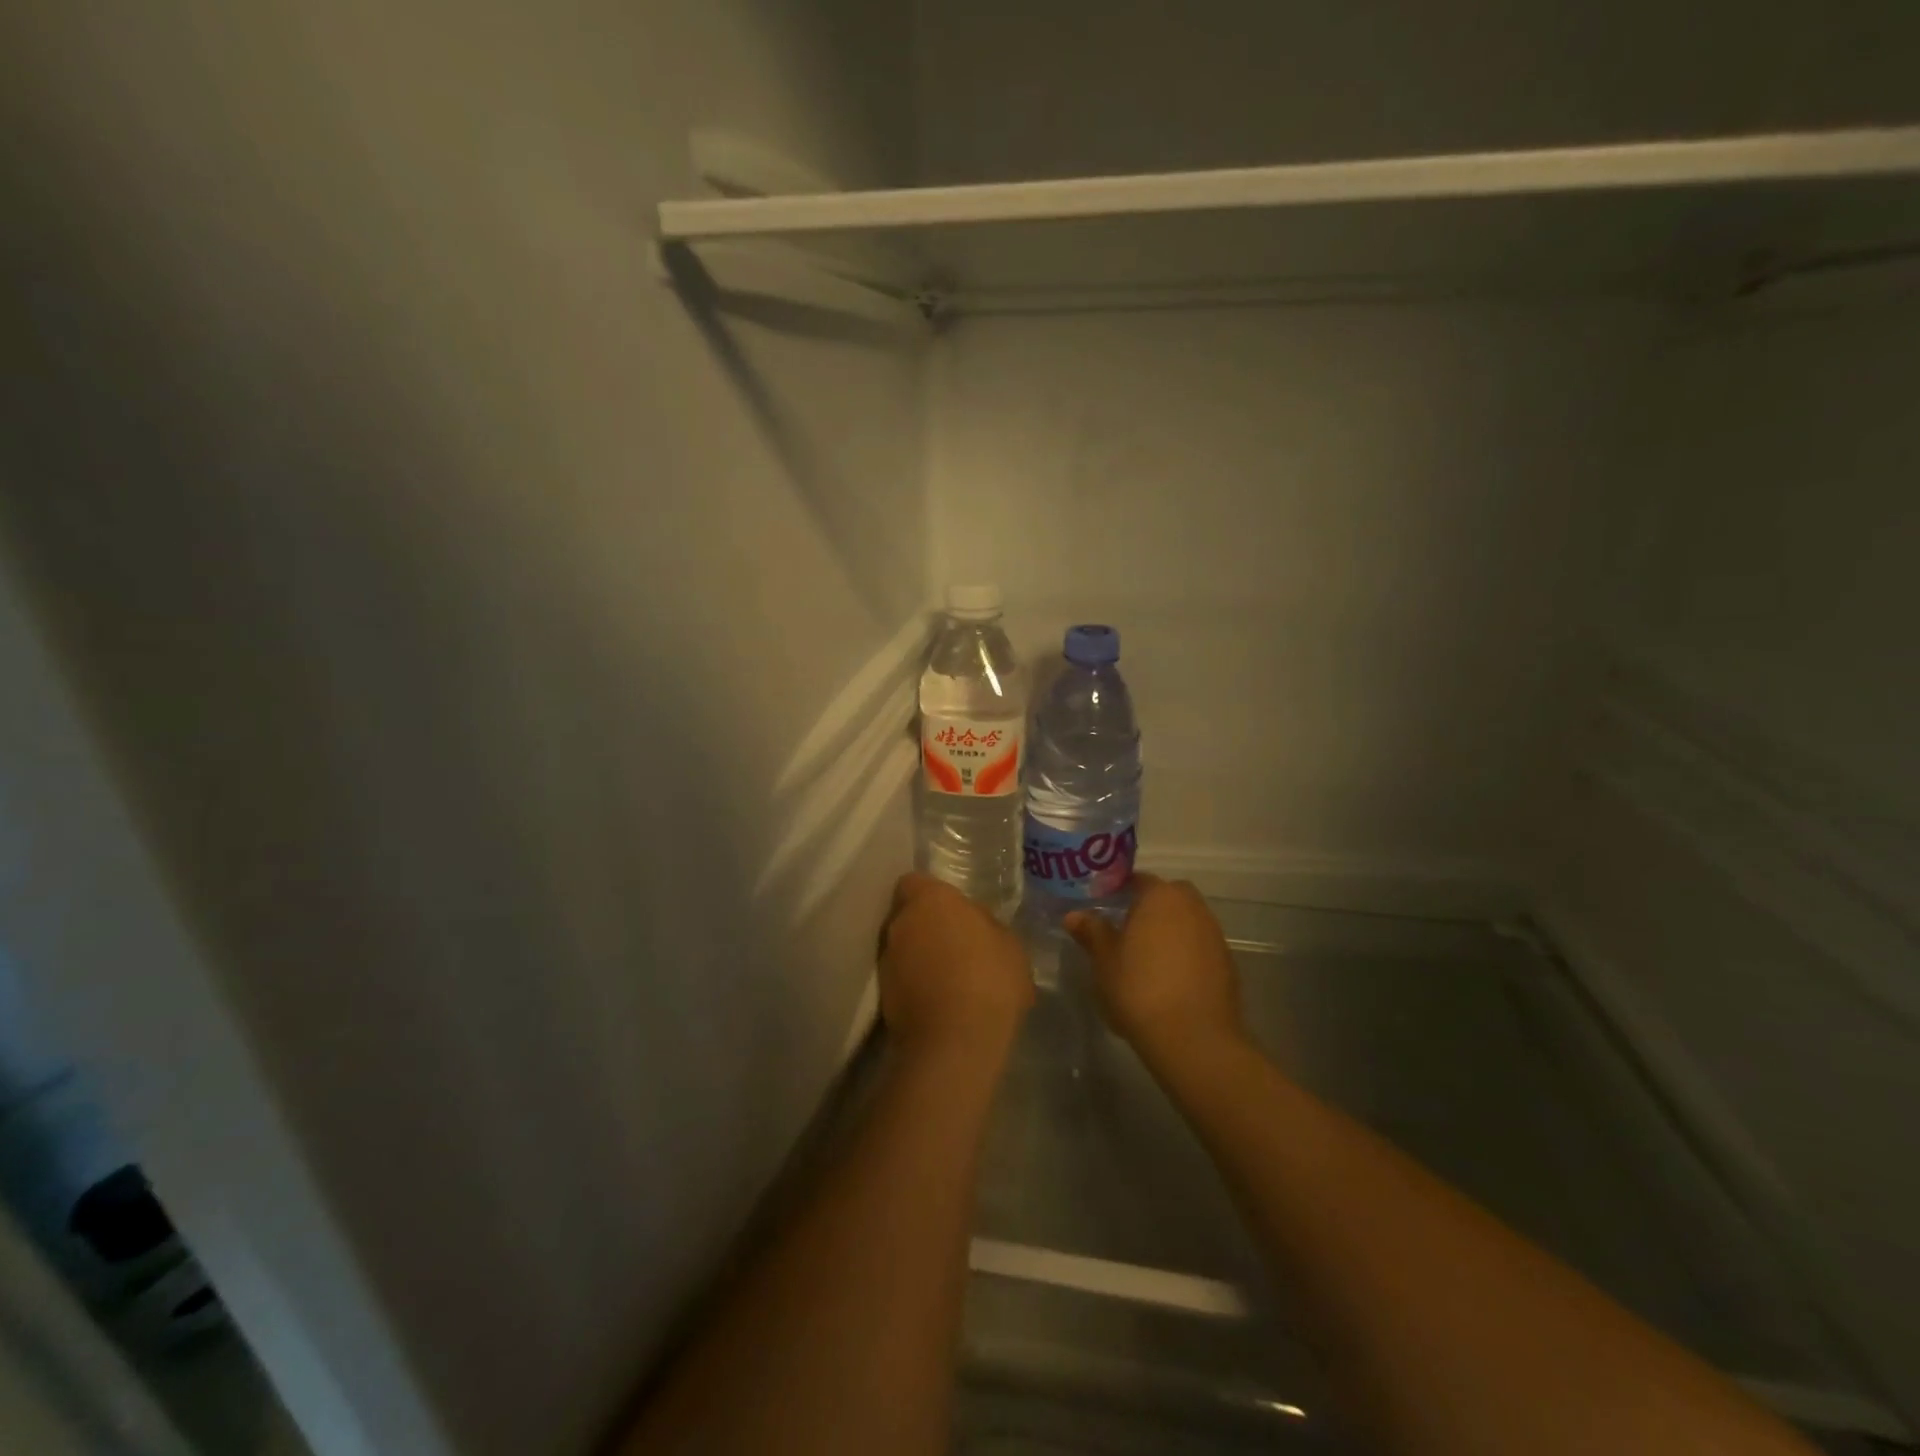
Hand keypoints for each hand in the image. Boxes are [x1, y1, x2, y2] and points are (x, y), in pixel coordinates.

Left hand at [880, 874, 1033, 1061]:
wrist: (955, 1042)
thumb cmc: (990, 980)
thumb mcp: (1010, 945)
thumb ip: (986, 925)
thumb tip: (974, 924)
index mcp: (931, 899)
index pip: (917, 882)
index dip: (934, 895)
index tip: (955, 912)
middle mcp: (900, 922)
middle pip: (909, 915)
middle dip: (928, 926)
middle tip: (956, 944)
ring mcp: (887, 959)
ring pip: (903, 946)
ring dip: (920, 956)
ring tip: (949, 977)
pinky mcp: (882, 994)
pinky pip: (901, 977)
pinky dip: (915, 983)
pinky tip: (940, 1000)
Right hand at [1066, 876, 1245, 1068]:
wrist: (1194, 1038)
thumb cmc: (1139, 988)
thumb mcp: (1104, 960)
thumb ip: (1092, 932)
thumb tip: (1074, 915)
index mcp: (1160, 896)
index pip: (1138, 880)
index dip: (1119, 890)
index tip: (1103, 906)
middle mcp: (1191, 906)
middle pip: (1167, 896)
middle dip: (1149, 907)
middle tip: (1125, 929)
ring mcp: (1213, 933)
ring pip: (1186, 920)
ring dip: (1168, 930)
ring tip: (1145, 956)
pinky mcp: (1227, 962)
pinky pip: (1199, 946)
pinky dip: (1184, 953)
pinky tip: (1168, 977)